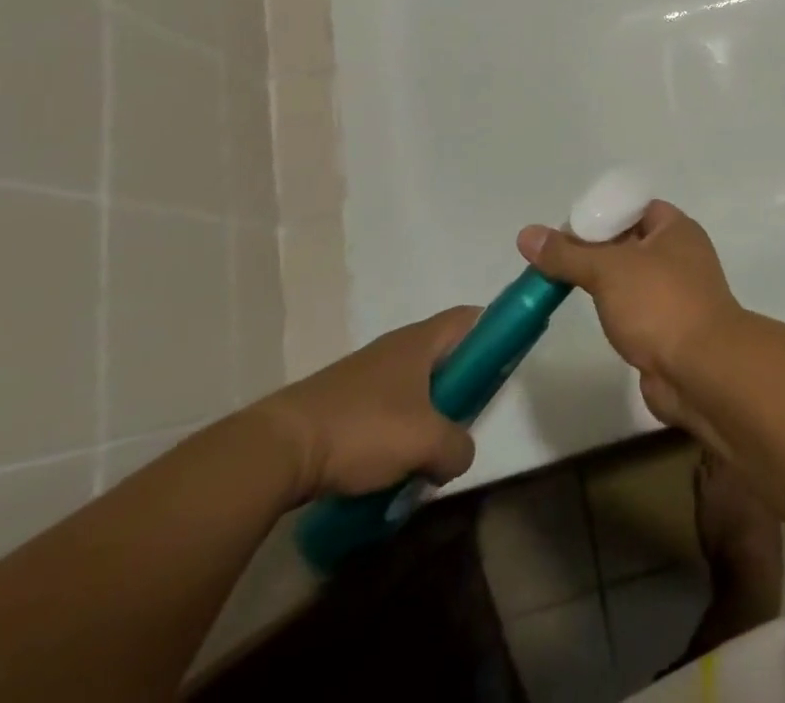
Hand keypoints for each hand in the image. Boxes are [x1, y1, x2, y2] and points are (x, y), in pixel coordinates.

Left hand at [249, 307, 480, 503]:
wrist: (278, 450)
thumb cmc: (362, 429)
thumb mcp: (425, 442)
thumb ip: (457, 447)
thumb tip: (459, 455)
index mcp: (420, 341)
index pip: (470, 318)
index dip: (494, 331)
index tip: (506, 362)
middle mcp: (396, 347)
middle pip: (444, 354)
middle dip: (462, 384)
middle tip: (470, 417)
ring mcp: (366, 374)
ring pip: (415, 385)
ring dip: (428, 414)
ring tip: (430, 452)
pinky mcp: (342, 402)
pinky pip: (387, 408)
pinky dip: (398, 430)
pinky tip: (392, 465)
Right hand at [517, 201, 741, 430]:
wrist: (701, 372)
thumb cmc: (660, 304)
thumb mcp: (607, 270)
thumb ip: (567, 254)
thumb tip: (526, 234)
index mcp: (676, 229)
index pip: (634, 207)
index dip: (601, 213)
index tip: (565, 229)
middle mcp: (680, 256)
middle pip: (630, 241)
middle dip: (595, 248)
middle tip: (556, 257)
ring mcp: (677, 294)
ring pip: (631, 277)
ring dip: (603, 281)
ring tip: (562, 283)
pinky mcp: (669, 329)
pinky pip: (635, 308)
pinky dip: (614, 308)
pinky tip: (589, 312)